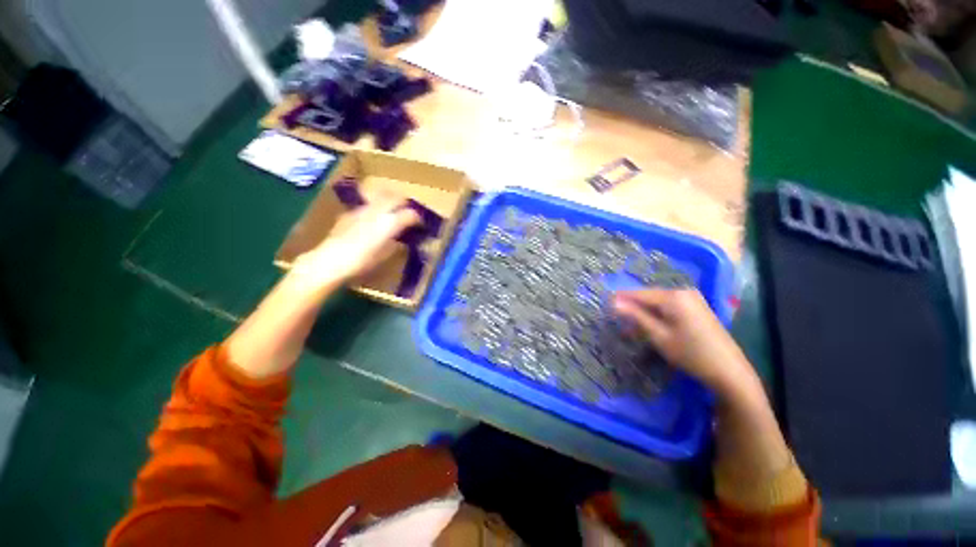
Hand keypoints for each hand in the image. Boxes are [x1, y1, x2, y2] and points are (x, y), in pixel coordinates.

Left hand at [295, 194, 420, 284]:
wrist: (329, 261)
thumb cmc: (361, 262)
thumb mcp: (385, 255)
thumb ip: (396, 243)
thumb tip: (402, 239)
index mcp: (390, 222)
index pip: (411, 214)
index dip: (419, 219)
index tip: (422, 226)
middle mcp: (378, 211)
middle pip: (397, 198)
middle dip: (406, 204)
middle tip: (409, 214)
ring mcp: (362, 209)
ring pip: (382, 197)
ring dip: (391, 202)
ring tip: (392, 213)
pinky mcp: (350, 213)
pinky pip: (368, 206)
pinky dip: (376, 209)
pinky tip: (372, 221)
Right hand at [612, 289, 759, 397]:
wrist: (729, 371)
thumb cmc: (691, 353)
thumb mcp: (659, 335)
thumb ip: (636, 316)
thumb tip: (614, 303)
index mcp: (673, 297)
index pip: (640, 294)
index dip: (621, 299)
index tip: (605, 304)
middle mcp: (683, 292)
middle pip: (649, 297)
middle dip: (633, 308)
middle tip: (618, 320)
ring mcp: (692, 299)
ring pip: (659, 303)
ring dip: (644, 313)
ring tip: (631, 327)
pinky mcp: (697, 308)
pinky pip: (670, 307)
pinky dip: (657, 315)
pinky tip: (650, 326)